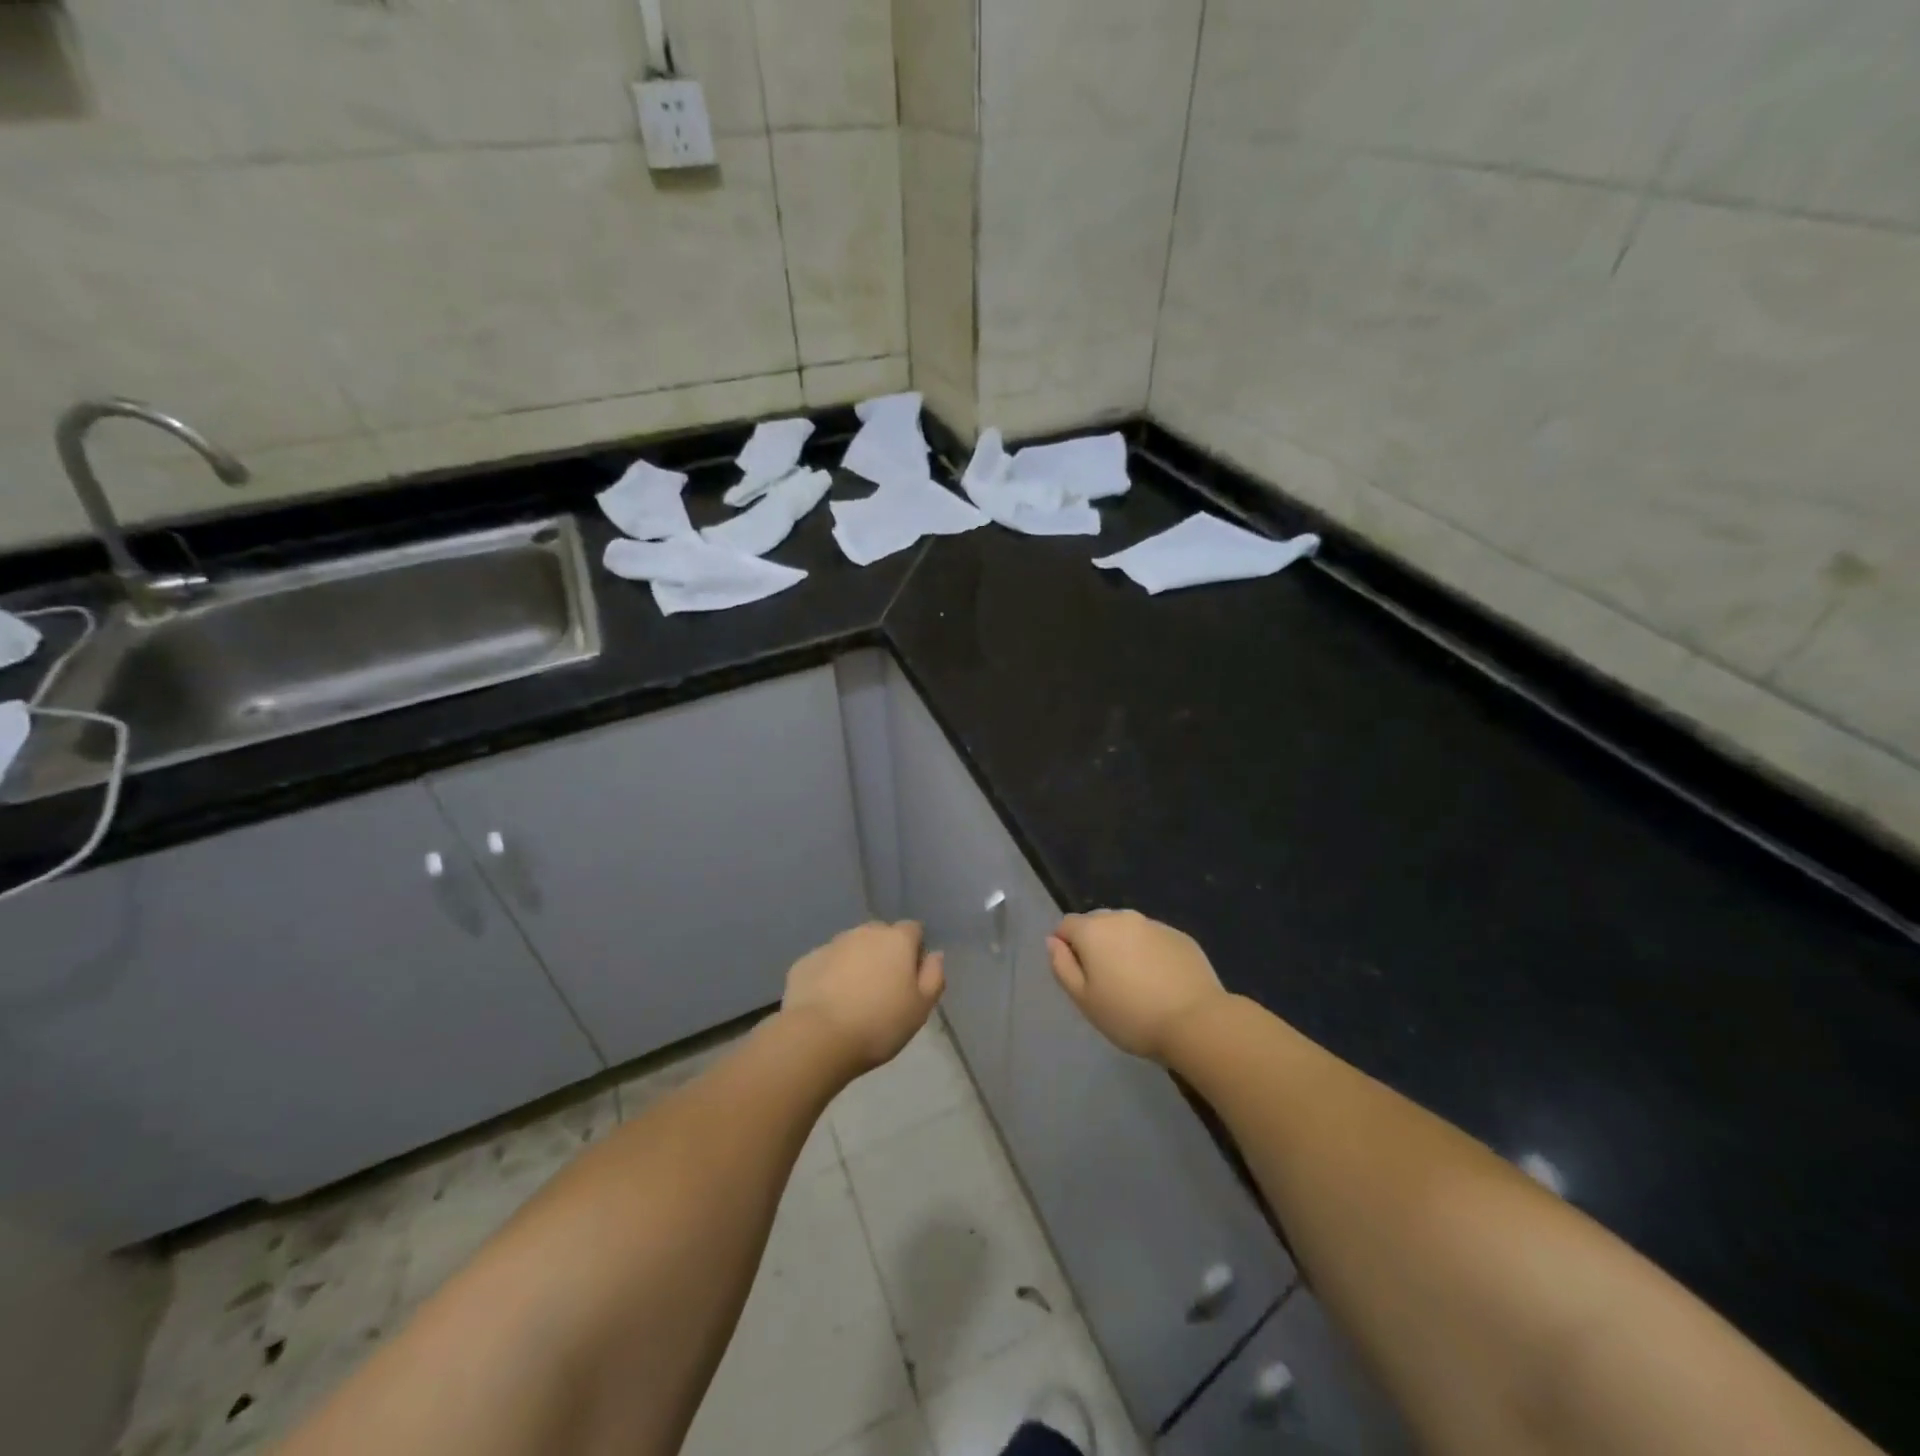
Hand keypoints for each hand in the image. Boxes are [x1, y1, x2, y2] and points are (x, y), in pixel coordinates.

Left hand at [783, 922, 944, 1073]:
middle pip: (880, 935)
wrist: (818, 1038)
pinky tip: (828, 1003)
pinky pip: (825, 963)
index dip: (915, 951)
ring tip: (853, 998)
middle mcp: (864, 932)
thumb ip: (934, 976)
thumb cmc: (879, 1024)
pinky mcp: (805, 961)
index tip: (911, 979)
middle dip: (883, 954)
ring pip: (851, 947)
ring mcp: (831, 944)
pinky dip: (829, 976)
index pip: (913, 930)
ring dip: (855, 963)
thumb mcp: (921, 1008)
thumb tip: (934, 955)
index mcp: (896, 939)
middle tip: (883, 989)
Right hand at [1047, 910, 1227, 1062]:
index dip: (1065, 947)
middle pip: (1097, 923)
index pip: (1066, 925)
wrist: (1196, 1021)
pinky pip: (1153, 939)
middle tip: (1104, 981)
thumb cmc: (1130, 1015)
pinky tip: (1159, 981)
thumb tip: (1053, 941)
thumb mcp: (1084, 1000)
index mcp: (1094, 930)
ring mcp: (1154, 924)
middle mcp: (1122, 917)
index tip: (1077, 975)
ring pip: (1127, 929)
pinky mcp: (1180, 936)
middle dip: (1094, 944)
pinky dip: (1149, 953)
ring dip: (1122, 947)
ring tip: (1133, 981)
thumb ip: (1062, 966)